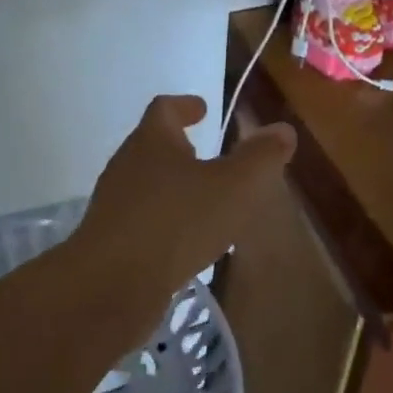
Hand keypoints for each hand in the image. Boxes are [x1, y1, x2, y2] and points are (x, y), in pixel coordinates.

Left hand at [74, 95, 296, 320]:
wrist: (110, 287)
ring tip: (202, 198)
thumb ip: (260, 157)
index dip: (185, 105)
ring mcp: (114, 205)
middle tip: (206, 152)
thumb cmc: (177, 223)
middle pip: (151, 145)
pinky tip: (185, 240)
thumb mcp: (234, 186)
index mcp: (152, 142)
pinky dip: (165, 220)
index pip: (165, 109)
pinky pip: (142, 220)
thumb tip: (282, 129)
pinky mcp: (110, 242)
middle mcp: (127, 166)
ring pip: (146, 184)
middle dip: (179, 146)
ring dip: (172, 185)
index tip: (202, 107)